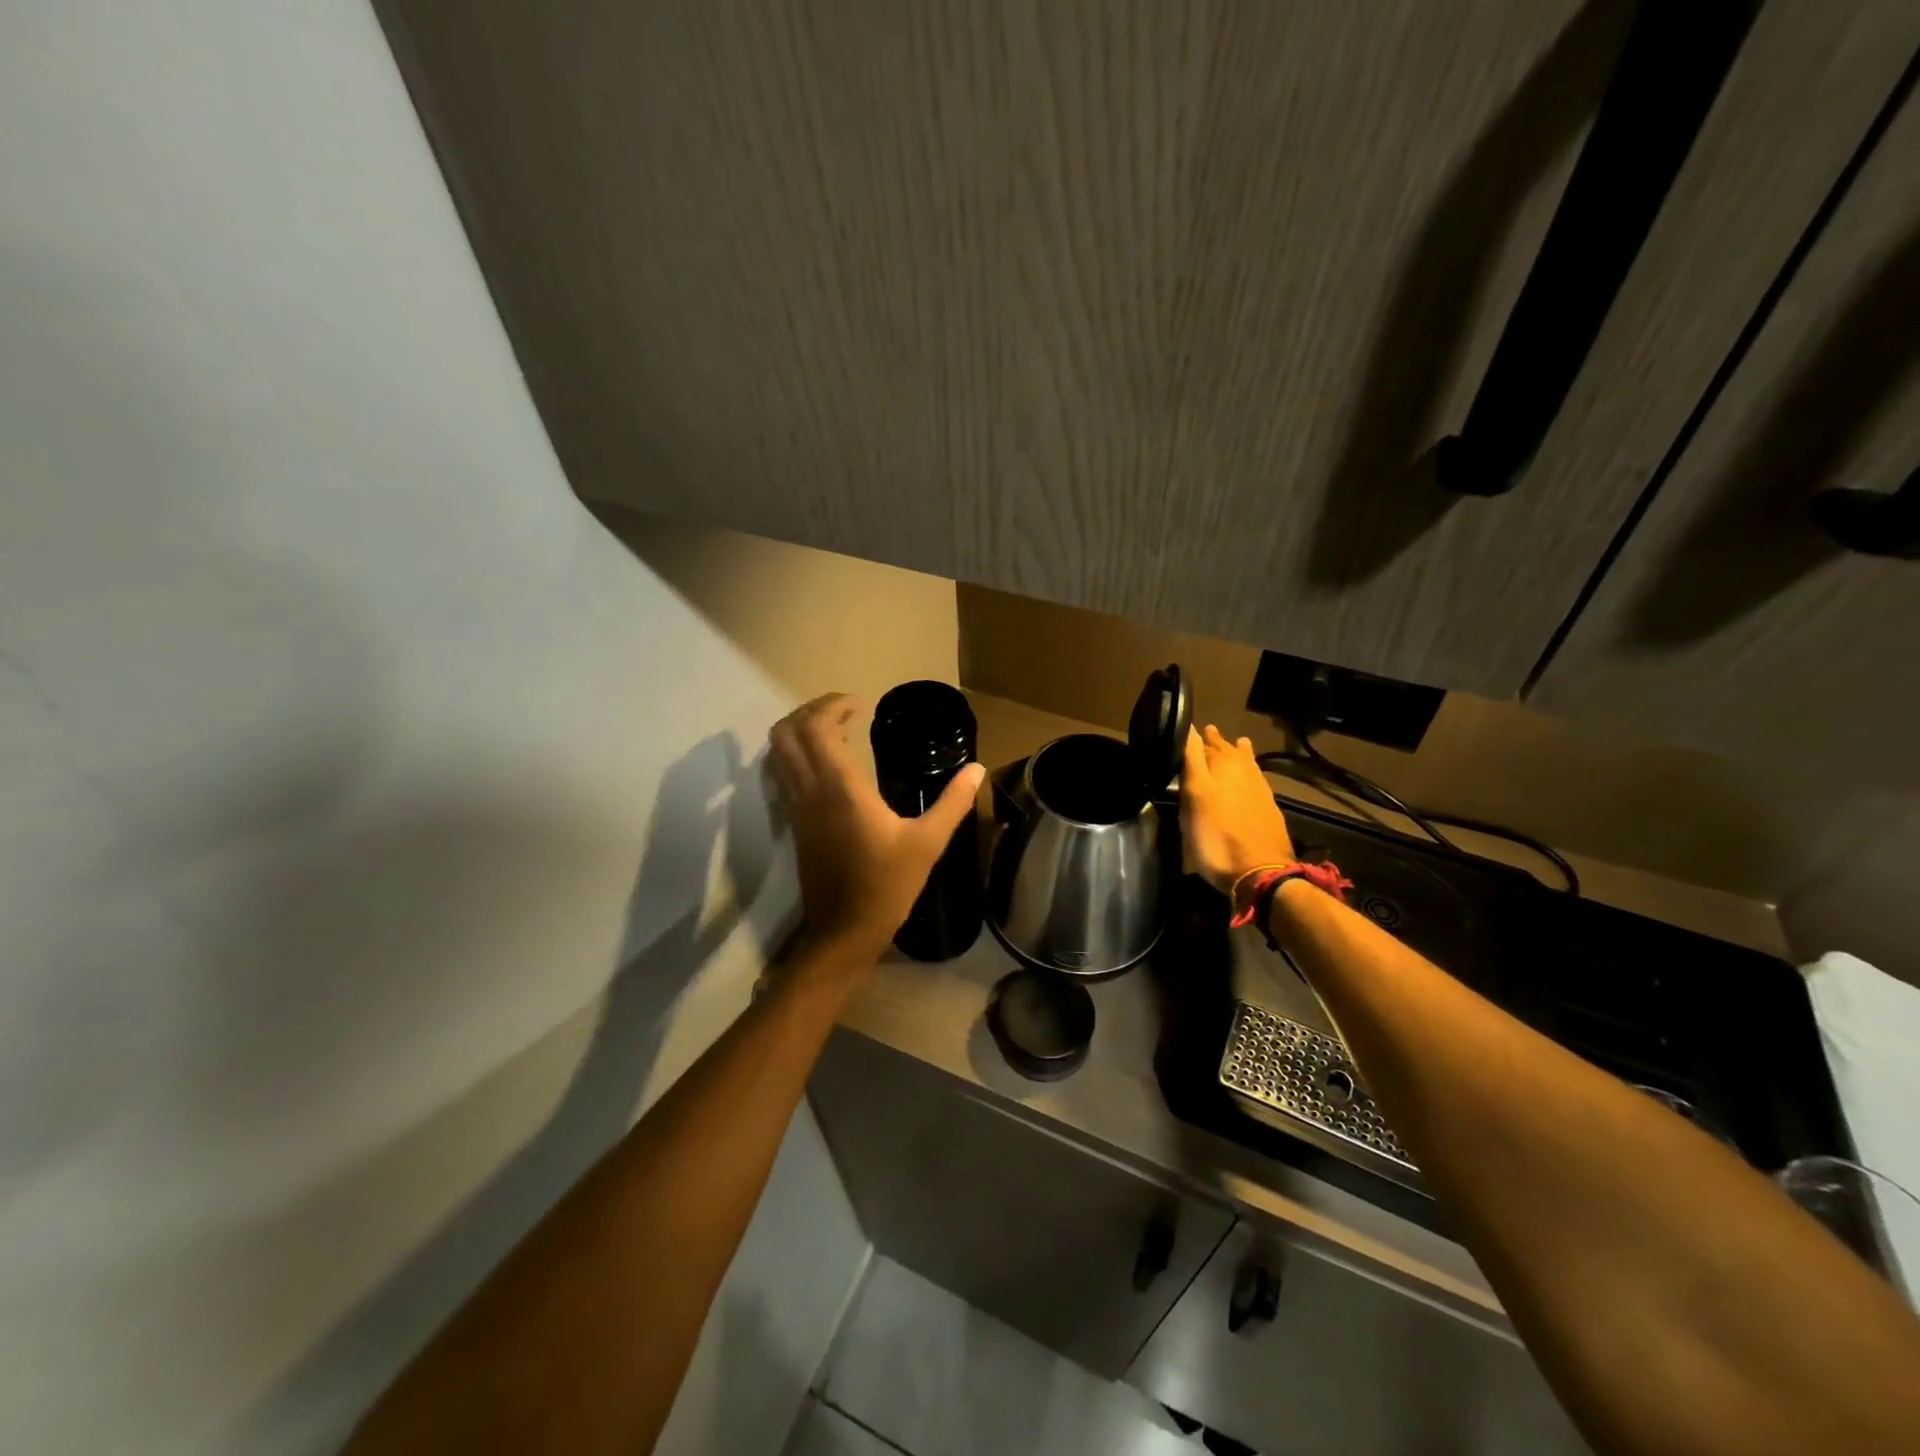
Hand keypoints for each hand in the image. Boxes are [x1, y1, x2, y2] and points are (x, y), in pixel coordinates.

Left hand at [768, 693, 985, 958]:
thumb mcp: (928, 843)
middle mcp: (810, 791)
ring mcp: (796, 808)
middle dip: (811, 711)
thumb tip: (977, 769)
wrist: (845, 931)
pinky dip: (795, 754)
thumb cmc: (888, 885)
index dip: (832, 705)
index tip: (860, 704)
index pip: (817, 728)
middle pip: (787, 732)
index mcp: (840, 789)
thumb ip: (953, 802)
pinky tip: (824, 763)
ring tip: (834, 730)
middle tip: (844, 711)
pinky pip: (781, 773)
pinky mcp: (794, 823)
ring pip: (778, 752)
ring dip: (799, 730)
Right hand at [1180, 724, 1294, 895]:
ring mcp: (1259, 789)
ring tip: (1235, 743)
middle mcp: (1243, 771)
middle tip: (1206, 733)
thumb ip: (1191, 760)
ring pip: (1245, 762)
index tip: (1184, 729)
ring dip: (1236, 752)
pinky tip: (1249, 773)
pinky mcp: (1268, 808)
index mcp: (1221, 765)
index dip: (1193, 736)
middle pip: (1226, 751)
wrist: (1260, 872)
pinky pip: (1256, 778)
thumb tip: (1189, 728)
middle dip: (1215, 742)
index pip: (1202, 743)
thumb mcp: (1194, 796)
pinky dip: (1249, 770)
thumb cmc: (1215, 836)